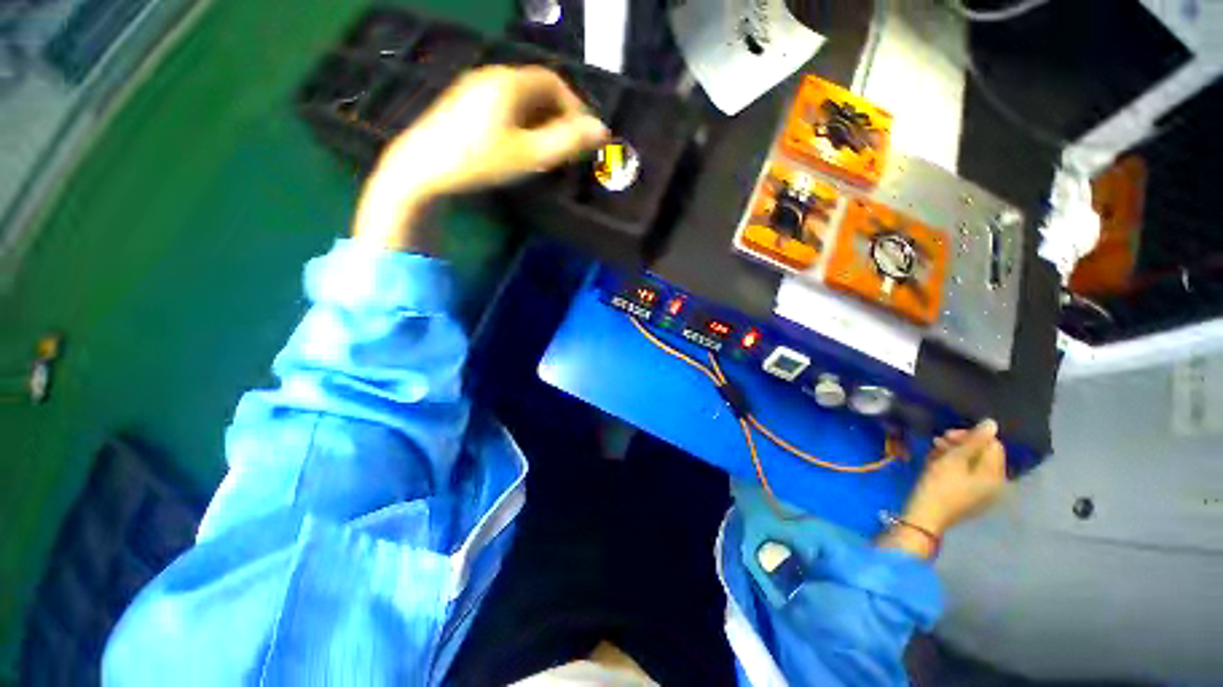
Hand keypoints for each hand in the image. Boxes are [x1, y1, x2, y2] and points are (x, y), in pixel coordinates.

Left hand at [353, 65, 608, 250]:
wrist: (413, 172)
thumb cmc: (472, 160)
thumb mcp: (526, 155)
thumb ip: (566, 141)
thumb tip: (602, 131)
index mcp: (509, 81)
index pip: (554, 82)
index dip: (573, 105)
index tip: (579, 132)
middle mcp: (489, 76)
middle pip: (534, 86)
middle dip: (554, 111)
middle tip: (561, 140)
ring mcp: (468, 87)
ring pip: (513, 94)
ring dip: (532, 115)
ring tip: (536, 144)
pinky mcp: (453, 102)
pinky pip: (494, 101)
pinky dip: (510, 116)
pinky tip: (506, 141)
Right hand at [903, 419, 1007, 534]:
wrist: (920, 524)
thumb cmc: (940, 488)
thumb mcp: (956, 458)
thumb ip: (976, 439)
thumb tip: (993, 423)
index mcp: (994, 476)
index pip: (992, 444)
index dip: (973, 435)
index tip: (950, 434)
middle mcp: (993, 487)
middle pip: (984, 455)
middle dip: (963, 445)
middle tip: (940, 441)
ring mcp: (980, 497)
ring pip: (973, 465)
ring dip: (955, 455)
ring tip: (935, 452)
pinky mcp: (967, 503)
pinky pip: (967, 478)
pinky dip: (955, 469)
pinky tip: (938, 464)